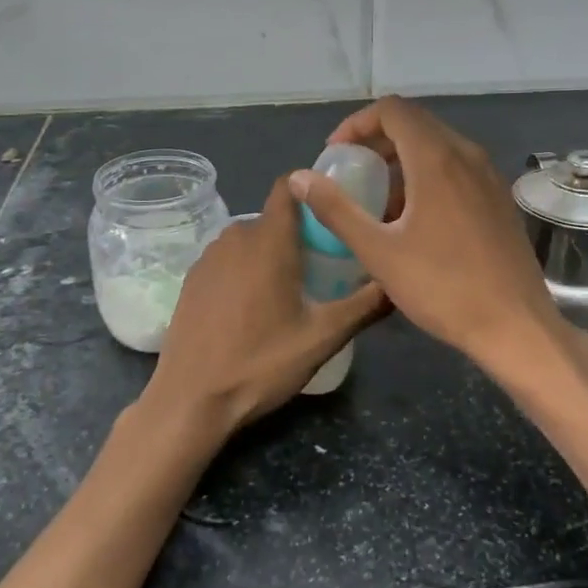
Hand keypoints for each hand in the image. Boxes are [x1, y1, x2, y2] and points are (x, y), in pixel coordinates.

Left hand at [145, 176, 386, 439]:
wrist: (190, 400)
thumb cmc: (259, 364)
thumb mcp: (322, 339)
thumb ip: (364, 306)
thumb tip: (397, 284)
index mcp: (268, 241)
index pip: (289, 187)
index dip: (313, 189)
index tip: (336, 210)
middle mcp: (235, 237)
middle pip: (275, 218)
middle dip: (301, 233)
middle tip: (326, 265)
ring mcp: (208, 257)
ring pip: (251, 239)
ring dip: (273, 253)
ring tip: (294, 289)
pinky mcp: (191, 279)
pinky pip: (229, 259)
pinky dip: (247, 269)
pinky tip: (255, 308)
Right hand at [288, 96, 571, 378]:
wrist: (515, 325)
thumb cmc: (443, 287)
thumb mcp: (379, 251)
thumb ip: (336, 209)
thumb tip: (300, 178)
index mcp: (437, 159)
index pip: (392, 110)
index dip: (357, 124)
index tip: (336, 155)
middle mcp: (467, 155)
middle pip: (415, 124)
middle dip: (377, 141)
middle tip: (352, 174)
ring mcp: (489, 176)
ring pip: (438, 146)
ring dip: (402, 160)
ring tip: (378, 200)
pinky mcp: (499, 198)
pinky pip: (457, 168)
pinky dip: (428, 175)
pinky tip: (415, 219)